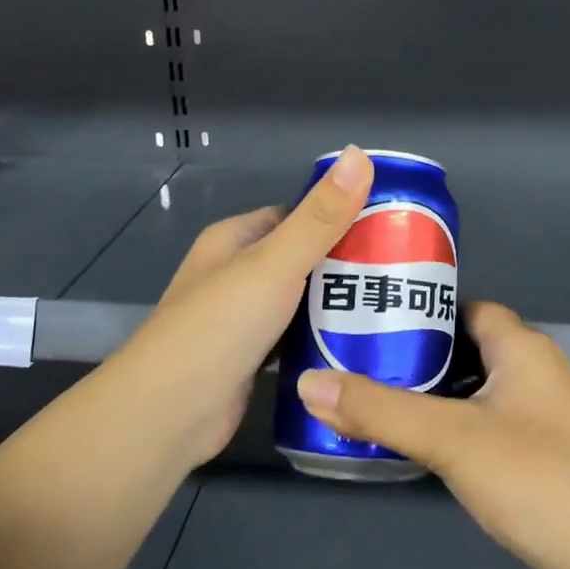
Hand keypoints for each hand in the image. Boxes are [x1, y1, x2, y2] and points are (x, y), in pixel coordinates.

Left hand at [108, 146, 374, 470]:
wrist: (169, 414)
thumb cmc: (221, 326)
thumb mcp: (275, 263)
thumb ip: (320, 216)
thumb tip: (358, 154)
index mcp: (235, 239)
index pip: (296, 215)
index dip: (339, 216)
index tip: (389, 225)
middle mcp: (236, 273)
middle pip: (302, 259)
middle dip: (346, 264)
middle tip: (401, 271)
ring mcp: (242, 318)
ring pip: (301, 301)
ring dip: (338, 304)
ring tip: (393, 306)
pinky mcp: (251, 359)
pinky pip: (296, 338)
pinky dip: (322, 339)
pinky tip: (362, 344)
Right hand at [296, 302, 569, 568]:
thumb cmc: (535, 476)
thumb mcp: (449, 437)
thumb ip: (379, 409)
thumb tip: (308, 383)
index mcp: (521, 346)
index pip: (464, 306)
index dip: (421, 308)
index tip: (373, 320)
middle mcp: (535, 368)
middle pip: (466, 344)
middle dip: (418, 353)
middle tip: (361, 363)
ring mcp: (541, 411)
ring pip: (474, 385)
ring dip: (434, 392)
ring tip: (377, 400)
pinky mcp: (541, 449)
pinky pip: (486, 419)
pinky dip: (453, 422)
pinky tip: (420, 444)